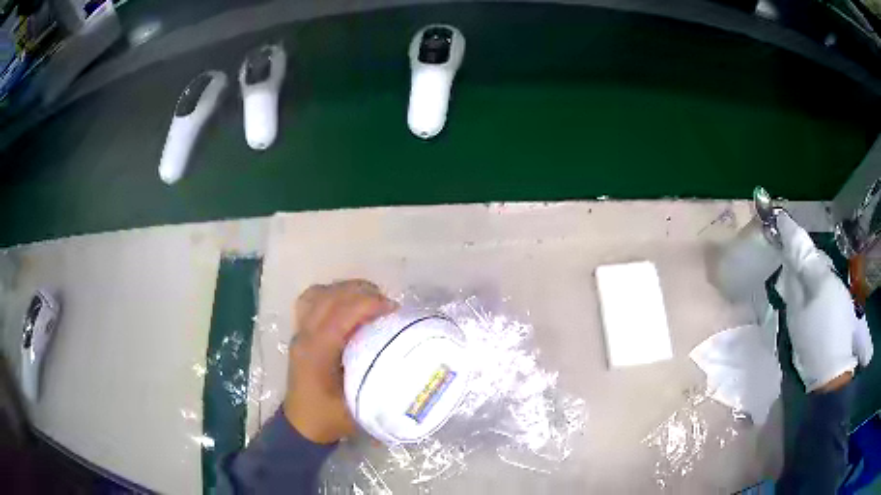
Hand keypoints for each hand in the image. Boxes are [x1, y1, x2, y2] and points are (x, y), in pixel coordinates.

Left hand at [283, 280, 396, 442]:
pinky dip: (332, 295)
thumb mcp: (358, 405)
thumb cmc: (329, 418)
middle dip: (361, 293)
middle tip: (387, 305)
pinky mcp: (300, 331)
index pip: (339, 314)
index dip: (368, 304)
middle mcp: (304, 336)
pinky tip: (348, 306)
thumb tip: (401, 356)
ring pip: (319, 293)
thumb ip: (376, 379)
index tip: (393, 309)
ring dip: (346, 291)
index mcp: (316, 353)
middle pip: (329, 297)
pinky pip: (312, 300)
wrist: (302, 424)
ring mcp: (299, 331)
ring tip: (370, 301)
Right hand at [777, 213, 872, 391]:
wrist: (832, 372)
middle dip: (803, 254)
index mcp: (820, 276)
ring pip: (823, 271)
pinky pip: (829, 284)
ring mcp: (841, 290)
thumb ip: (793, 286)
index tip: (779, 216)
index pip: (803, 247)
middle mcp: (833, 276)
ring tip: (801, 277)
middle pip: (815, 258)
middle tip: (788, 253)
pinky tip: (815, 296)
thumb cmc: (813, 343)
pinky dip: (819, 284)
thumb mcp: (797, 316)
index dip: (790, 232)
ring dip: (812, 270)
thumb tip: (788, 264)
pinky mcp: (844, 303)